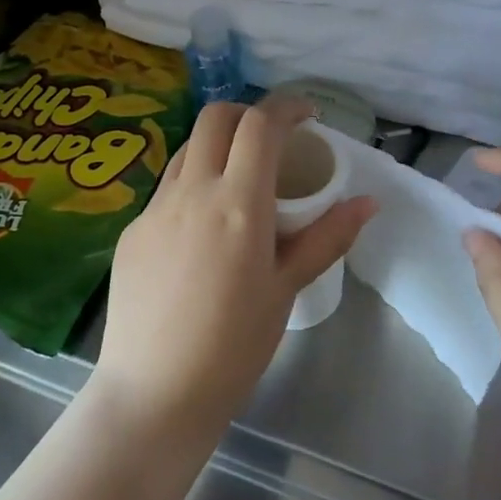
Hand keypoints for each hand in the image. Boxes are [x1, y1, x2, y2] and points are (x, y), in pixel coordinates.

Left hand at [94, 100, 375, 443]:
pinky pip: (167, 187)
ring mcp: (154, 208)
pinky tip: (203, 227)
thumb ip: (326, 237)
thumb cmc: (234, 346)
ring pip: (187, 148)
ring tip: (238, 179)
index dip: (286, 106)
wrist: (155, 393)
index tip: (307, 115)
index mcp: (238, 203)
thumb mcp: (287, 289)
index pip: (260, 125)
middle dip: (248, 113)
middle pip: (216, 117)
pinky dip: (193, 183)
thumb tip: (367, 202)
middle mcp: (192, 191)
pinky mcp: (132, 230)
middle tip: (272, 140)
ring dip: (218, 145)